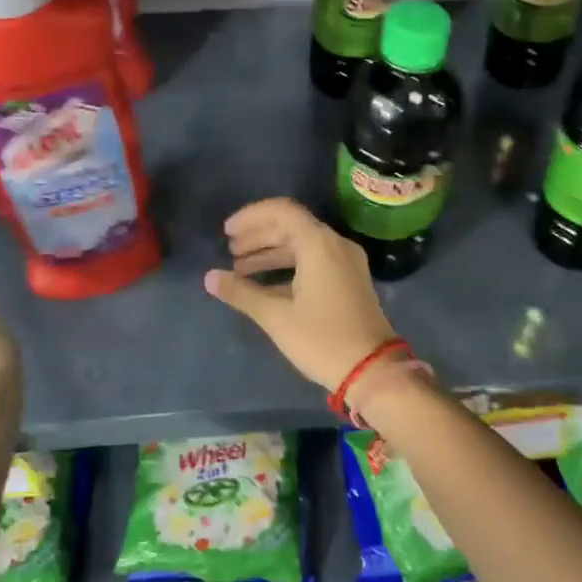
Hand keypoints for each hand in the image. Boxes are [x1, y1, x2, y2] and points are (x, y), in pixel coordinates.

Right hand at [204, 198, 396, 390]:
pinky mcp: (349, 280)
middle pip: (291, 226)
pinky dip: (288, 267)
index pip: (281, 211)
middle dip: (258, 236)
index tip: (227, 232)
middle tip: (230, 251)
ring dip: (271, 252)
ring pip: (302, 245)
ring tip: (239, 269)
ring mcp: (346, 262)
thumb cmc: (322, 339)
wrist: (372, 370)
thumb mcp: (276, 317)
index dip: (251, 217)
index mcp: (319, 244)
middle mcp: (335, 245)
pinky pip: (314, 261)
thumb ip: (241, 293)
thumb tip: (210, 277)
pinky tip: (264, 286)